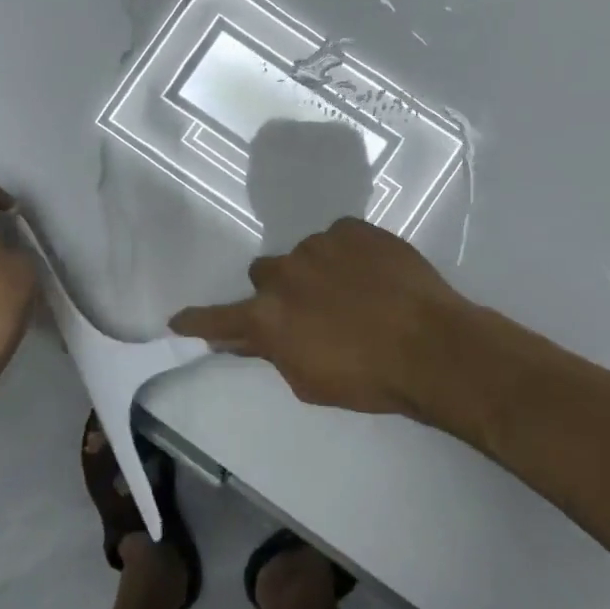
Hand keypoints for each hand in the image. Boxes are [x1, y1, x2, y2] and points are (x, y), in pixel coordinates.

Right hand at [170, 218, 471, 419]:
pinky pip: (339, 237)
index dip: (198, 320)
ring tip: (353, 292)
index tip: (178, 319)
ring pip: (304, 254)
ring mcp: (318, 244)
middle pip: (263, 273)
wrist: (432, 345)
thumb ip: (271, 352)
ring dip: (316, 271)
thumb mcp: (309, 381)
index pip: (219, 317)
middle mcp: (284, 273)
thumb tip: (242, 338)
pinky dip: (347, 254)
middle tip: (309, 309)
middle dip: (278, 290)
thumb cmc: (368, 378)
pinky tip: (373, 274)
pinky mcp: (353, 227)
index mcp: (267, 316)